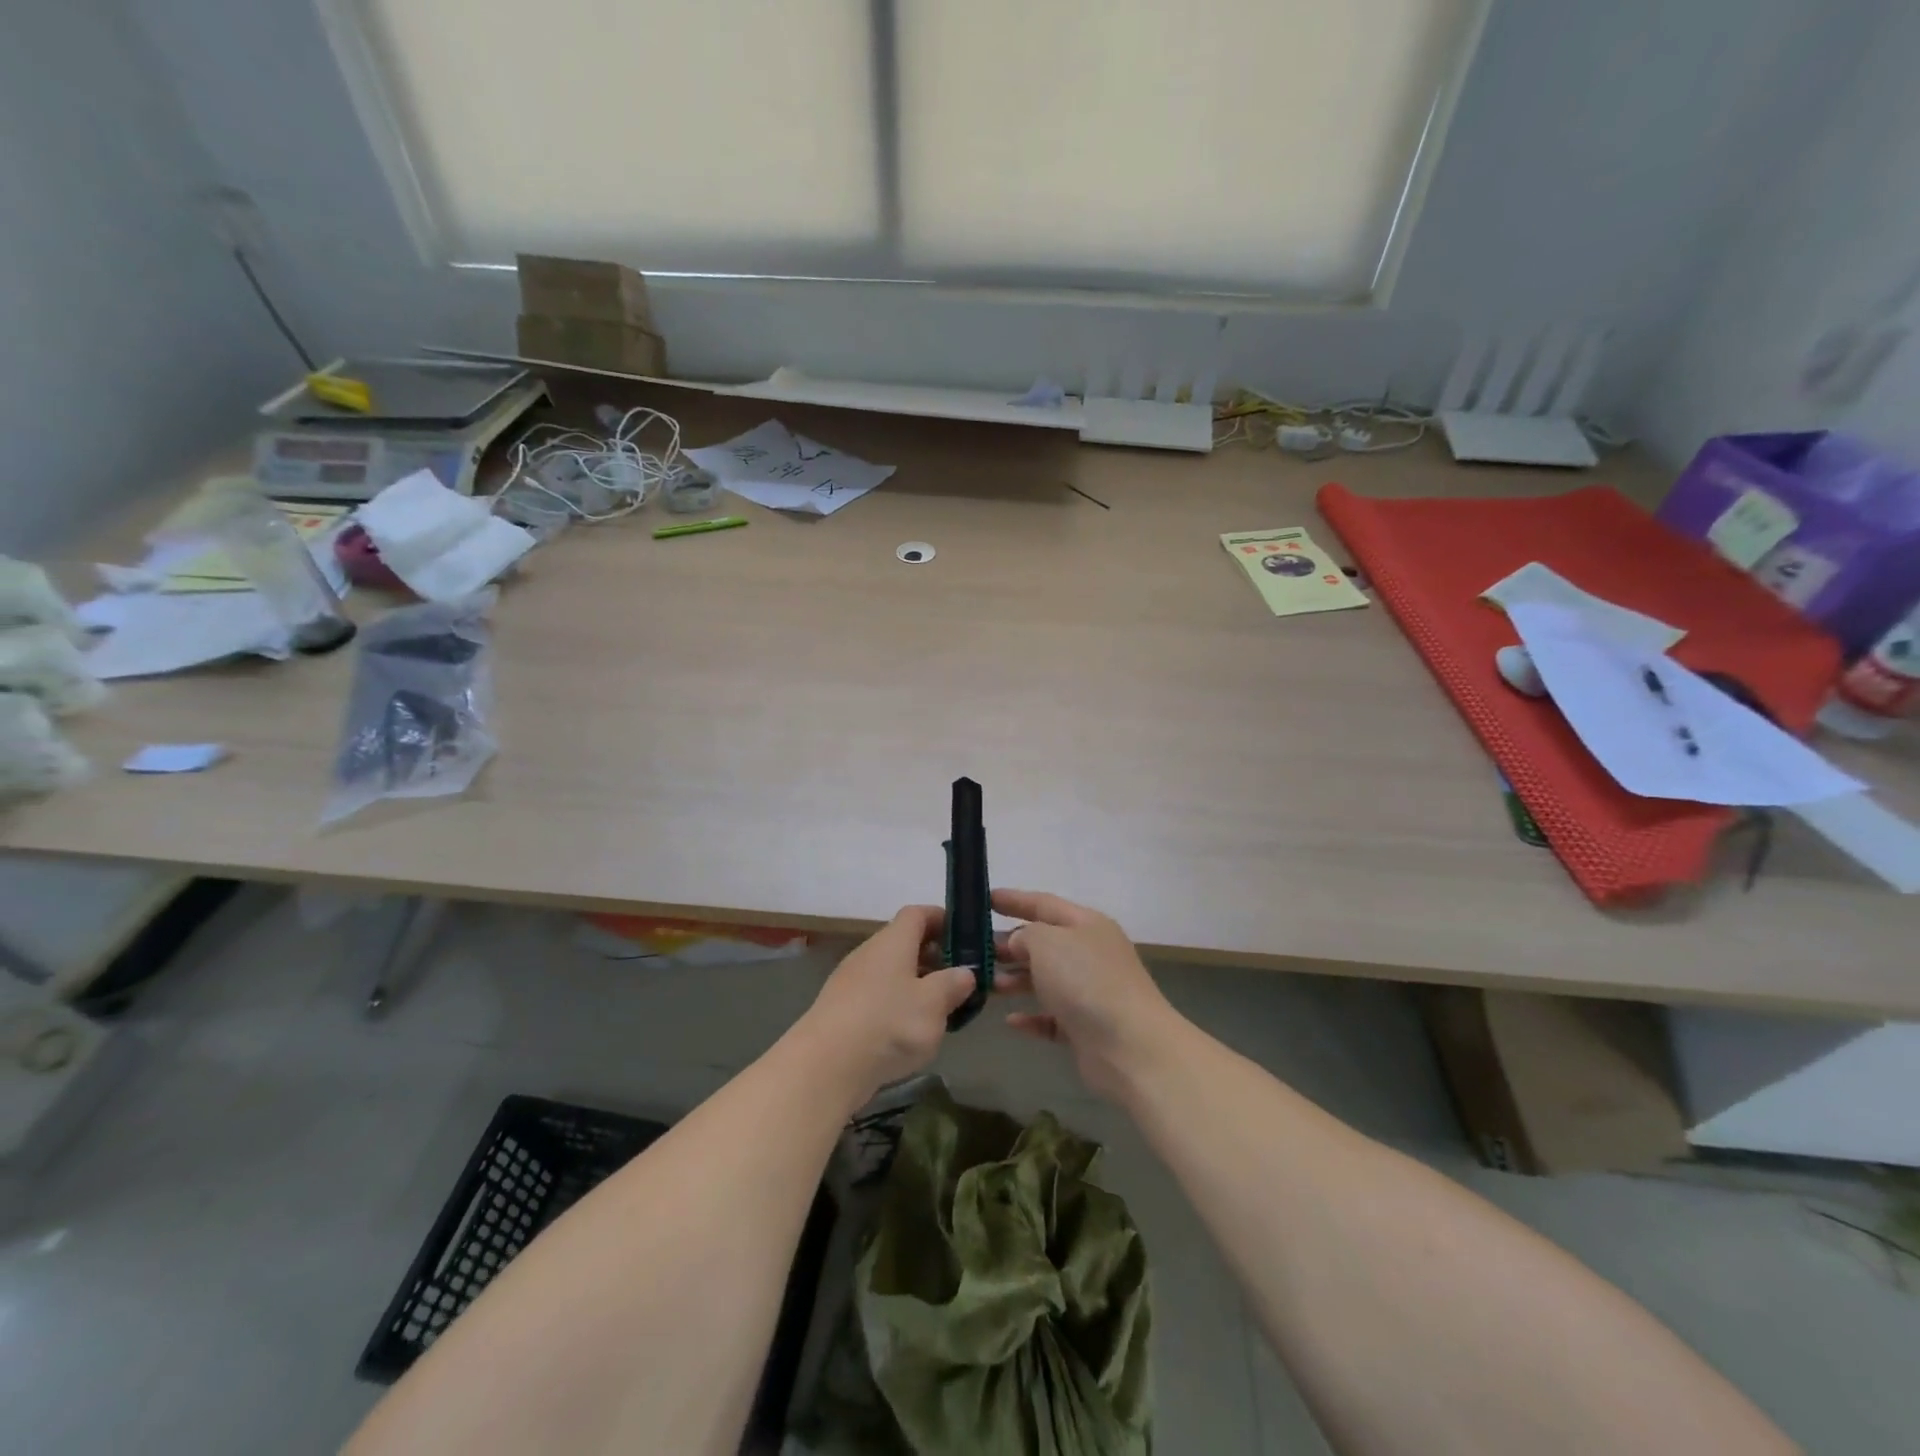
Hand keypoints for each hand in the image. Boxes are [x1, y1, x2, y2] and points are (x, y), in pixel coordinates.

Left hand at [796, 905, 976, 1112]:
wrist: (824, 1066)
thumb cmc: (887, 1024)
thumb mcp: (932, 1004)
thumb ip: (953, 985)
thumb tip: (965, 972)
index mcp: (893, 941)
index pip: (917, 914)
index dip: (942, 919)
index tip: (965, 936)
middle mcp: (870, 953)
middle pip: (905, 942)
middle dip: (934, 957)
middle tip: (960, 979)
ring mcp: (852, 981)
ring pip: (892, 972)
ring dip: (917, 984)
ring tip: (941, 1009)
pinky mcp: (842, 1010)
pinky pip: (878, 996)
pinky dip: (898, 1005)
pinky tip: (910, 1032)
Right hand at [991, 890, 1183, 1100]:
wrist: (1130, 1047)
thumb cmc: (1086, 981)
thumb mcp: (1048, 943)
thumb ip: (1025, 935)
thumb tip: (1018, 943)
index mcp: (1086, 925)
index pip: (1044, 904)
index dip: (1014, 900)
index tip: (984, 899)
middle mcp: (1089, 954)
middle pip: (1043, 943)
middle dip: (1009, 945)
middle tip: (973, 949)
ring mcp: (1090, 992)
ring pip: (1045, 980)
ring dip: (1015, 980)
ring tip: (985, 984)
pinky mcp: (1086, 1028)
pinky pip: (1052, 1017)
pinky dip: (1031, 1017)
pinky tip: (1010, 1021)